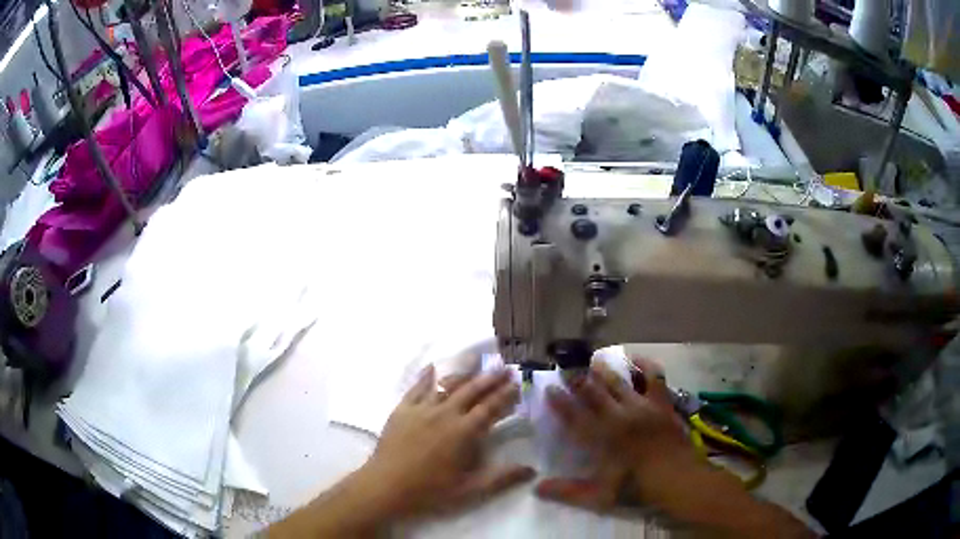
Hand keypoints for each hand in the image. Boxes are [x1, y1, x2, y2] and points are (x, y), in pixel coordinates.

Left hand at [359, 364, 535, 518]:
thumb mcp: (470, 490)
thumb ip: (501, 478)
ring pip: (446, 385)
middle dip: (490, 378)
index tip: (516, 384)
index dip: (505, 395)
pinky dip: (426, 376)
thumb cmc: (430, 490)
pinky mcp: (402, 410)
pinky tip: (432, 367)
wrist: (386, 486)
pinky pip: (416, 388)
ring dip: (463, 372)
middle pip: (471, 391)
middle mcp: (445, 414)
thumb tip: (531, 470)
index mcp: (464, 432)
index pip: (490, 408)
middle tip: (504, 367)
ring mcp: (422, 409)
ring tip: (476, 359)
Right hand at [535, 357, 700, 510]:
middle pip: (594, 393)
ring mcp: (641, 406)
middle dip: (577, 380)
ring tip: (594, 360)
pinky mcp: (661, 402)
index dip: (560, 402)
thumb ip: (568, 491)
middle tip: (567, 369)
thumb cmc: (637, 487)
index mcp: (601, 439)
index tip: (549, 389)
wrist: (678, 478)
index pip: (574, 416)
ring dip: (604, 371)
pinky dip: (644, 365)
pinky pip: (653, 376)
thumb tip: (537, 488)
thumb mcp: (599, 496)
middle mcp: (618, 417)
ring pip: (618, 382)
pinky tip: (636, 359)